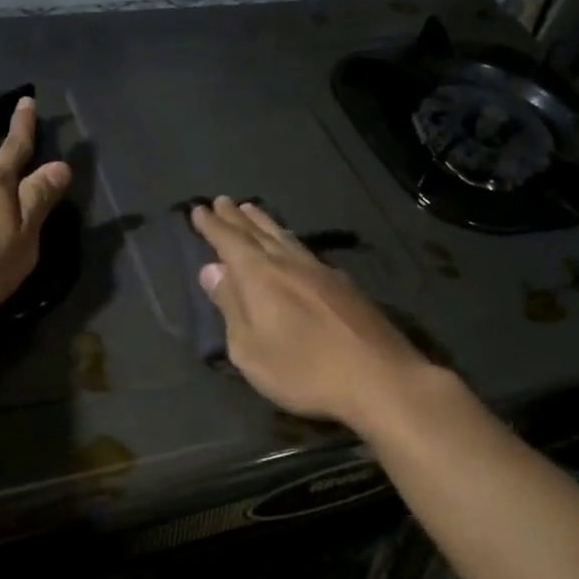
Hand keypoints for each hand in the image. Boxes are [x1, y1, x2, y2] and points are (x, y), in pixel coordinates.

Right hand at [189, 198, 432, 428]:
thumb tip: (212, 270)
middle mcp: (289, 263)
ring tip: (252, 211)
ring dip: (264, 223)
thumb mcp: (250, 348)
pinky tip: (292, 247)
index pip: (229, 242)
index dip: (213, 226)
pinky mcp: (344, 286)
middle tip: (222, 201)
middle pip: (258, 232)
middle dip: (237, 218)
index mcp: (260, 275)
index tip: (199, 209)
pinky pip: (305, 250)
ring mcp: (321, 271)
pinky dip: (288, 240)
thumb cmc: (302, 369)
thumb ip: (230, 306)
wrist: (378, 378)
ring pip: (285, 237)